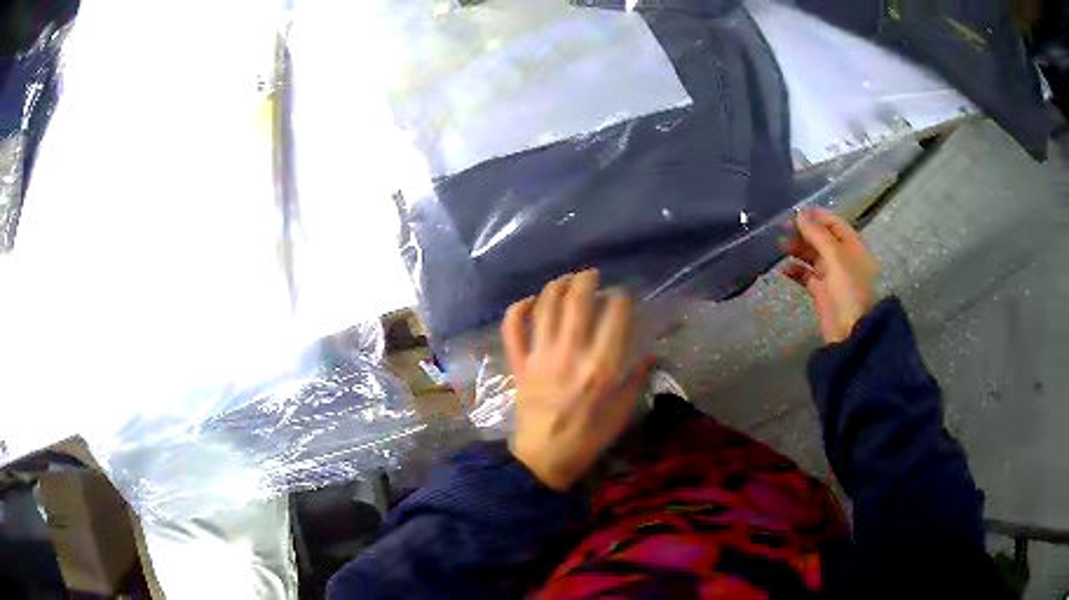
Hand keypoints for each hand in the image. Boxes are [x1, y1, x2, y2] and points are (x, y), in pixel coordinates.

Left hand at [501, 269, 650, 490]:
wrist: (545, 458)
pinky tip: (528, 301)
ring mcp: (540, 357)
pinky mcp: (519, 365)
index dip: (621, 297)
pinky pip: (512, 330)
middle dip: (586, 280)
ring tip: (566, 280)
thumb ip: (637, 379)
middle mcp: (571, 354)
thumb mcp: (622, 412)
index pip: (614, 315)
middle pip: (577, 302)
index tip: (622, 295)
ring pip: (545, 308)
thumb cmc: (589, 437)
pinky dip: (517, 310)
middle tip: (591, 275)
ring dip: (555, 286)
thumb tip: (650, 354)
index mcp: (601, 366)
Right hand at [782, 208, 878, 343]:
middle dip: (803, 232)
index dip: (816, 215)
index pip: (833, 223)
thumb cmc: (849, 289)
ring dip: (797, 249)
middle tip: (781, 228)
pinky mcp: (821, 292)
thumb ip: (817, 234)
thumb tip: (799, 213)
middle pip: (821, 238)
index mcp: (852, 245)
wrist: (852, 332)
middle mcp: (843, 257)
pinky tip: (783, 269)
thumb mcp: (835, 257)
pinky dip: (795, 271)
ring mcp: (832, 275)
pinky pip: (806, 276)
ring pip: (812, 256)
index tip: (794, 212)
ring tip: (779, 246)